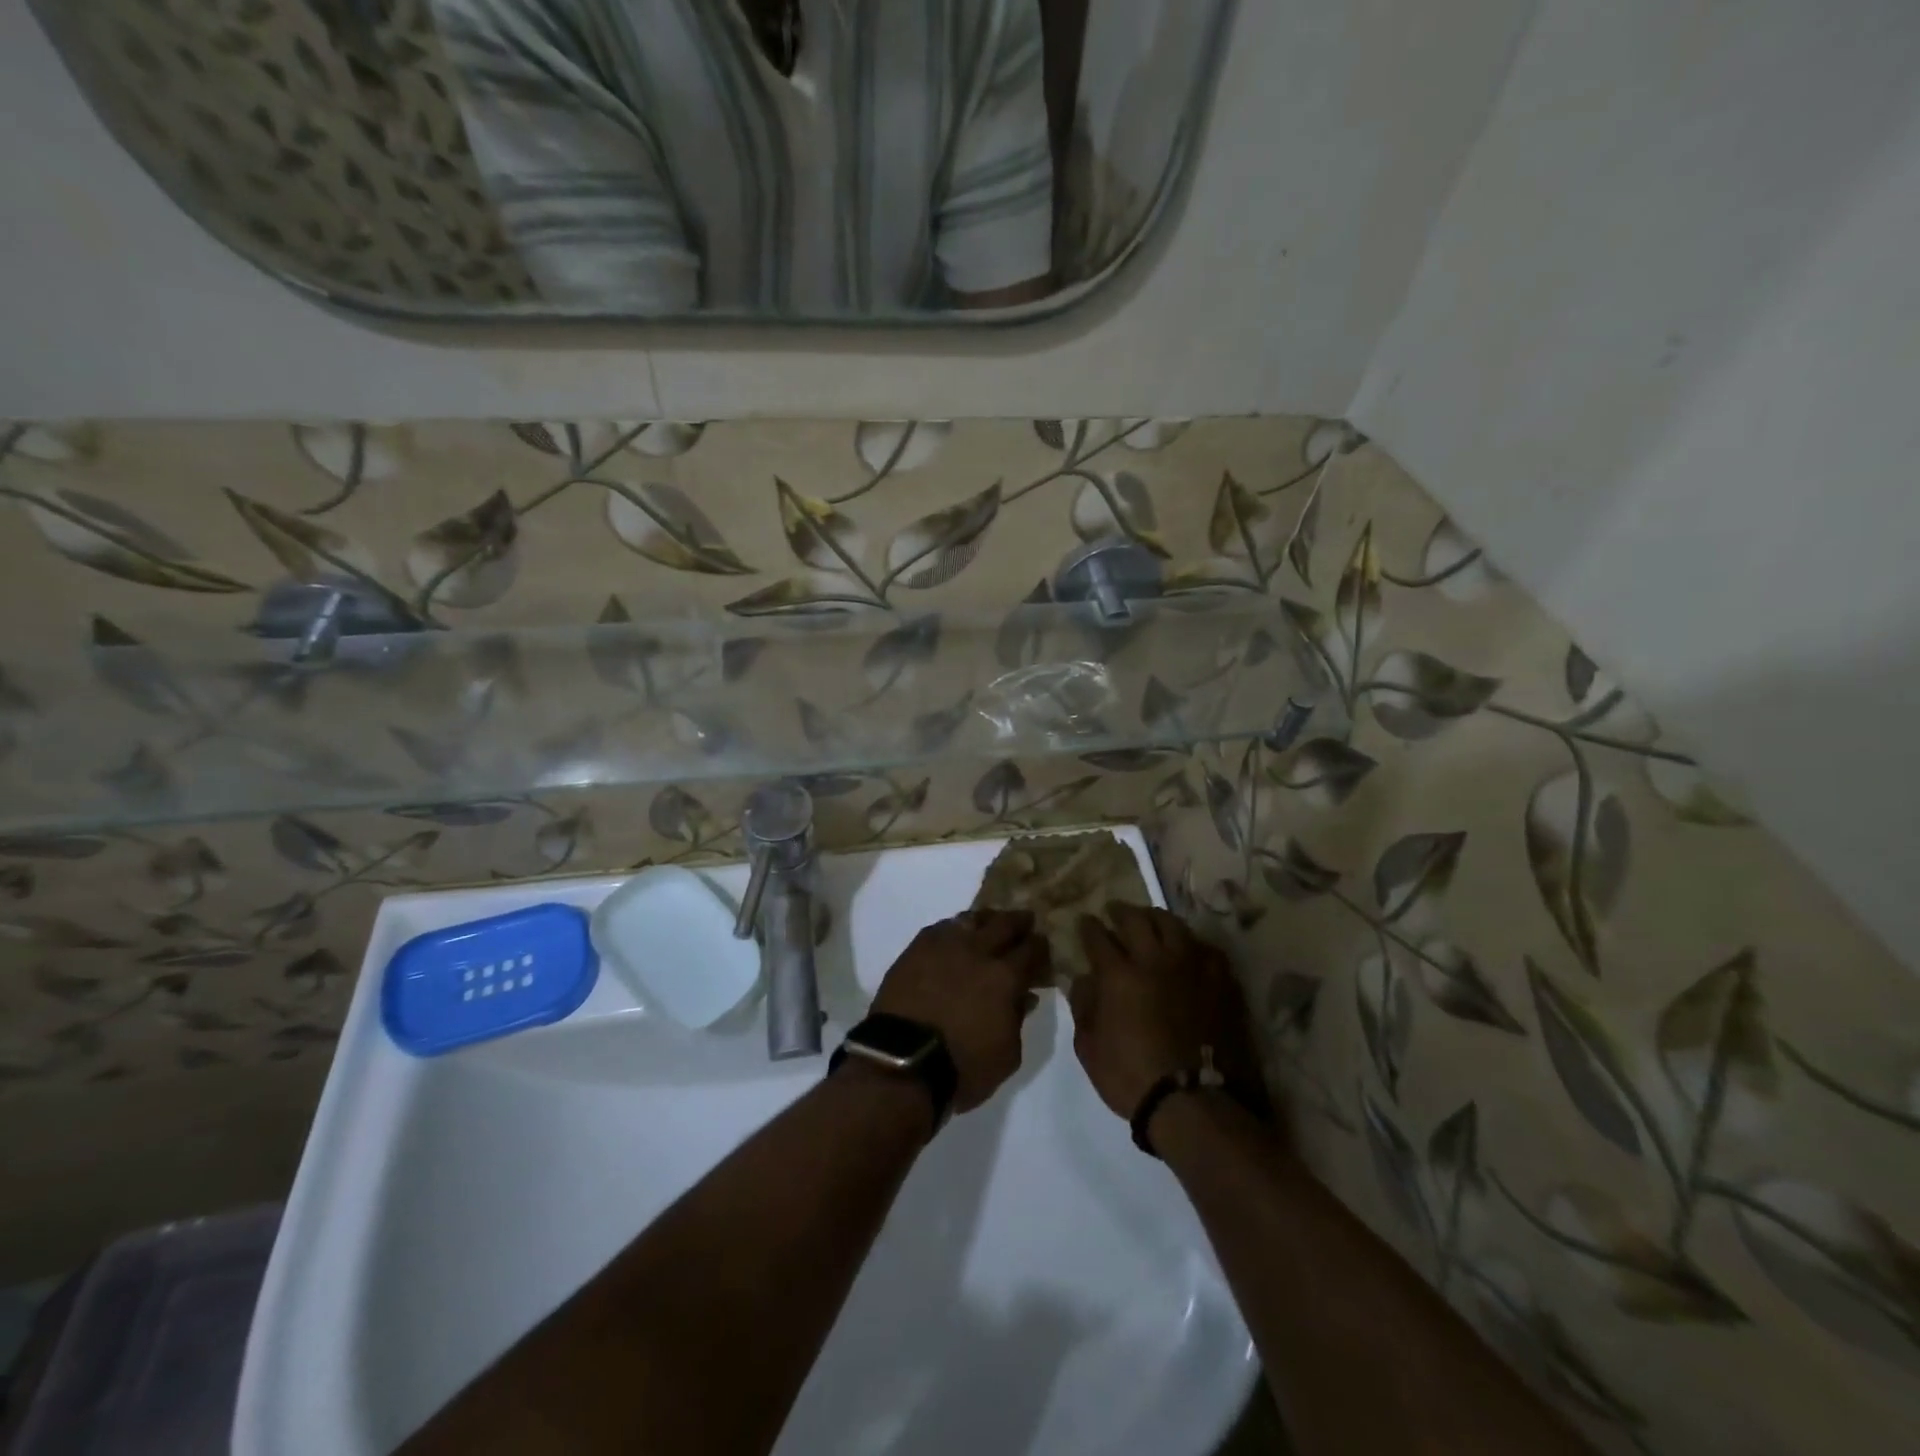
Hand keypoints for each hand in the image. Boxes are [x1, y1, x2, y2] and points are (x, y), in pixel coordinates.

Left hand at [869, 910, 1050, 1113]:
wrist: (902, 1063)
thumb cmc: (962, 1067)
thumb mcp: (1007, 1055)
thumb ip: (1018, 1020)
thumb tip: (1025, 996)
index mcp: (1005, 976)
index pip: (1031, 949)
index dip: (1040, 946)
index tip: (1042, 946)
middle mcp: (977, 951)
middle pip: (1004, 923)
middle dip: (1019, 922)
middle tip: (1025, 922)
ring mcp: (944, 945)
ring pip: (971, 919)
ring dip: (986, 920)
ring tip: (989, 925)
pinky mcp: (916, 948)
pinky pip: (941, 927)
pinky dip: (955, 928)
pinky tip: (956, 935)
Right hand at [1068, 904, 1270, 1128]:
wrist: (1193, 1103)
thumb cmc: (1131, 1078)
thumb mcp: (1089, 1048)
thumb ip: (1083, 1007)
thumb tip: (1084, 980)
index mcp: (1118, 975)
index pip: (1098, 937)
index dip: (1088, 927)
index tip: (1084, 921)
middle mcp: (1154, 960)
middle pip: (1136, 919)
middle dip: (1120, 911)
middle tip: (1114, 910)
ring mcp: (1190, 967)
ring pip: (1172, 925)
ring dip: (1155, 918)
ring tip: (1150, 919)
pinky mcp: (1219, 981)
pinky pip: (1205, 948)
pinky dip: (1191, 943)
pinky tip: (1187, 948)